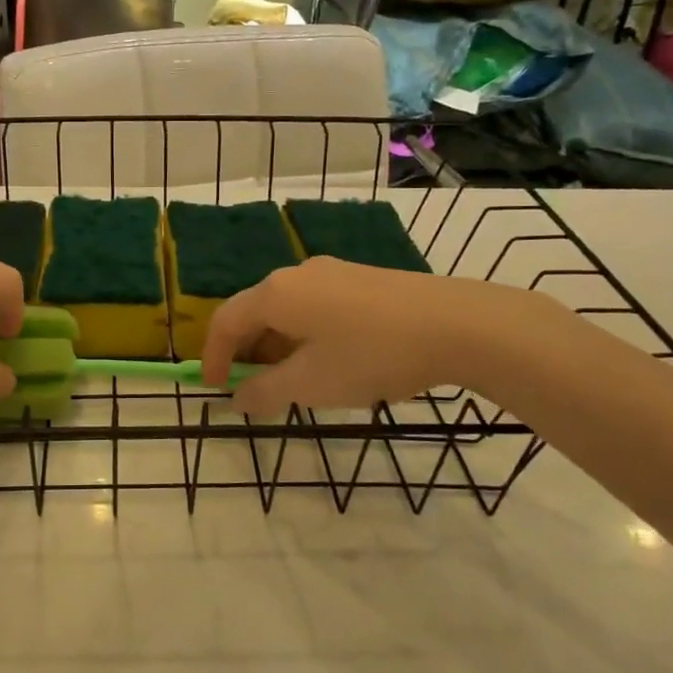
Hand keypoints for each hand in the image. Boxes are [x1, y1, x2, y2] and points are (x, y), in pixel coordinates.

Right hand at [200, 257, 530, 414]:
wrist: (458, 325)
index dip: (214, 357)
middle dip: (247, 353)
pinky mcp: (362, 280)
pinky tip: (328, 362)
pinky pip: (315, 307)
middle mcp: (297, 274)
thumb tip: (239, 398)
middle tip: (252, 390)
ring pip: (288, 311)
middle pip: (255, 312)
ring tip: (291, 382)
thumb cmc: (371, 355)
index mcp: (276, 294)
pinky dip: (305, 336)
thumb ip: (266, 392)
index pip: (226, 321)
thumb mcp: (312, 383)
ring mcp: (332, 273)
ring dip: (277, 347)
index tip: (215, 390)